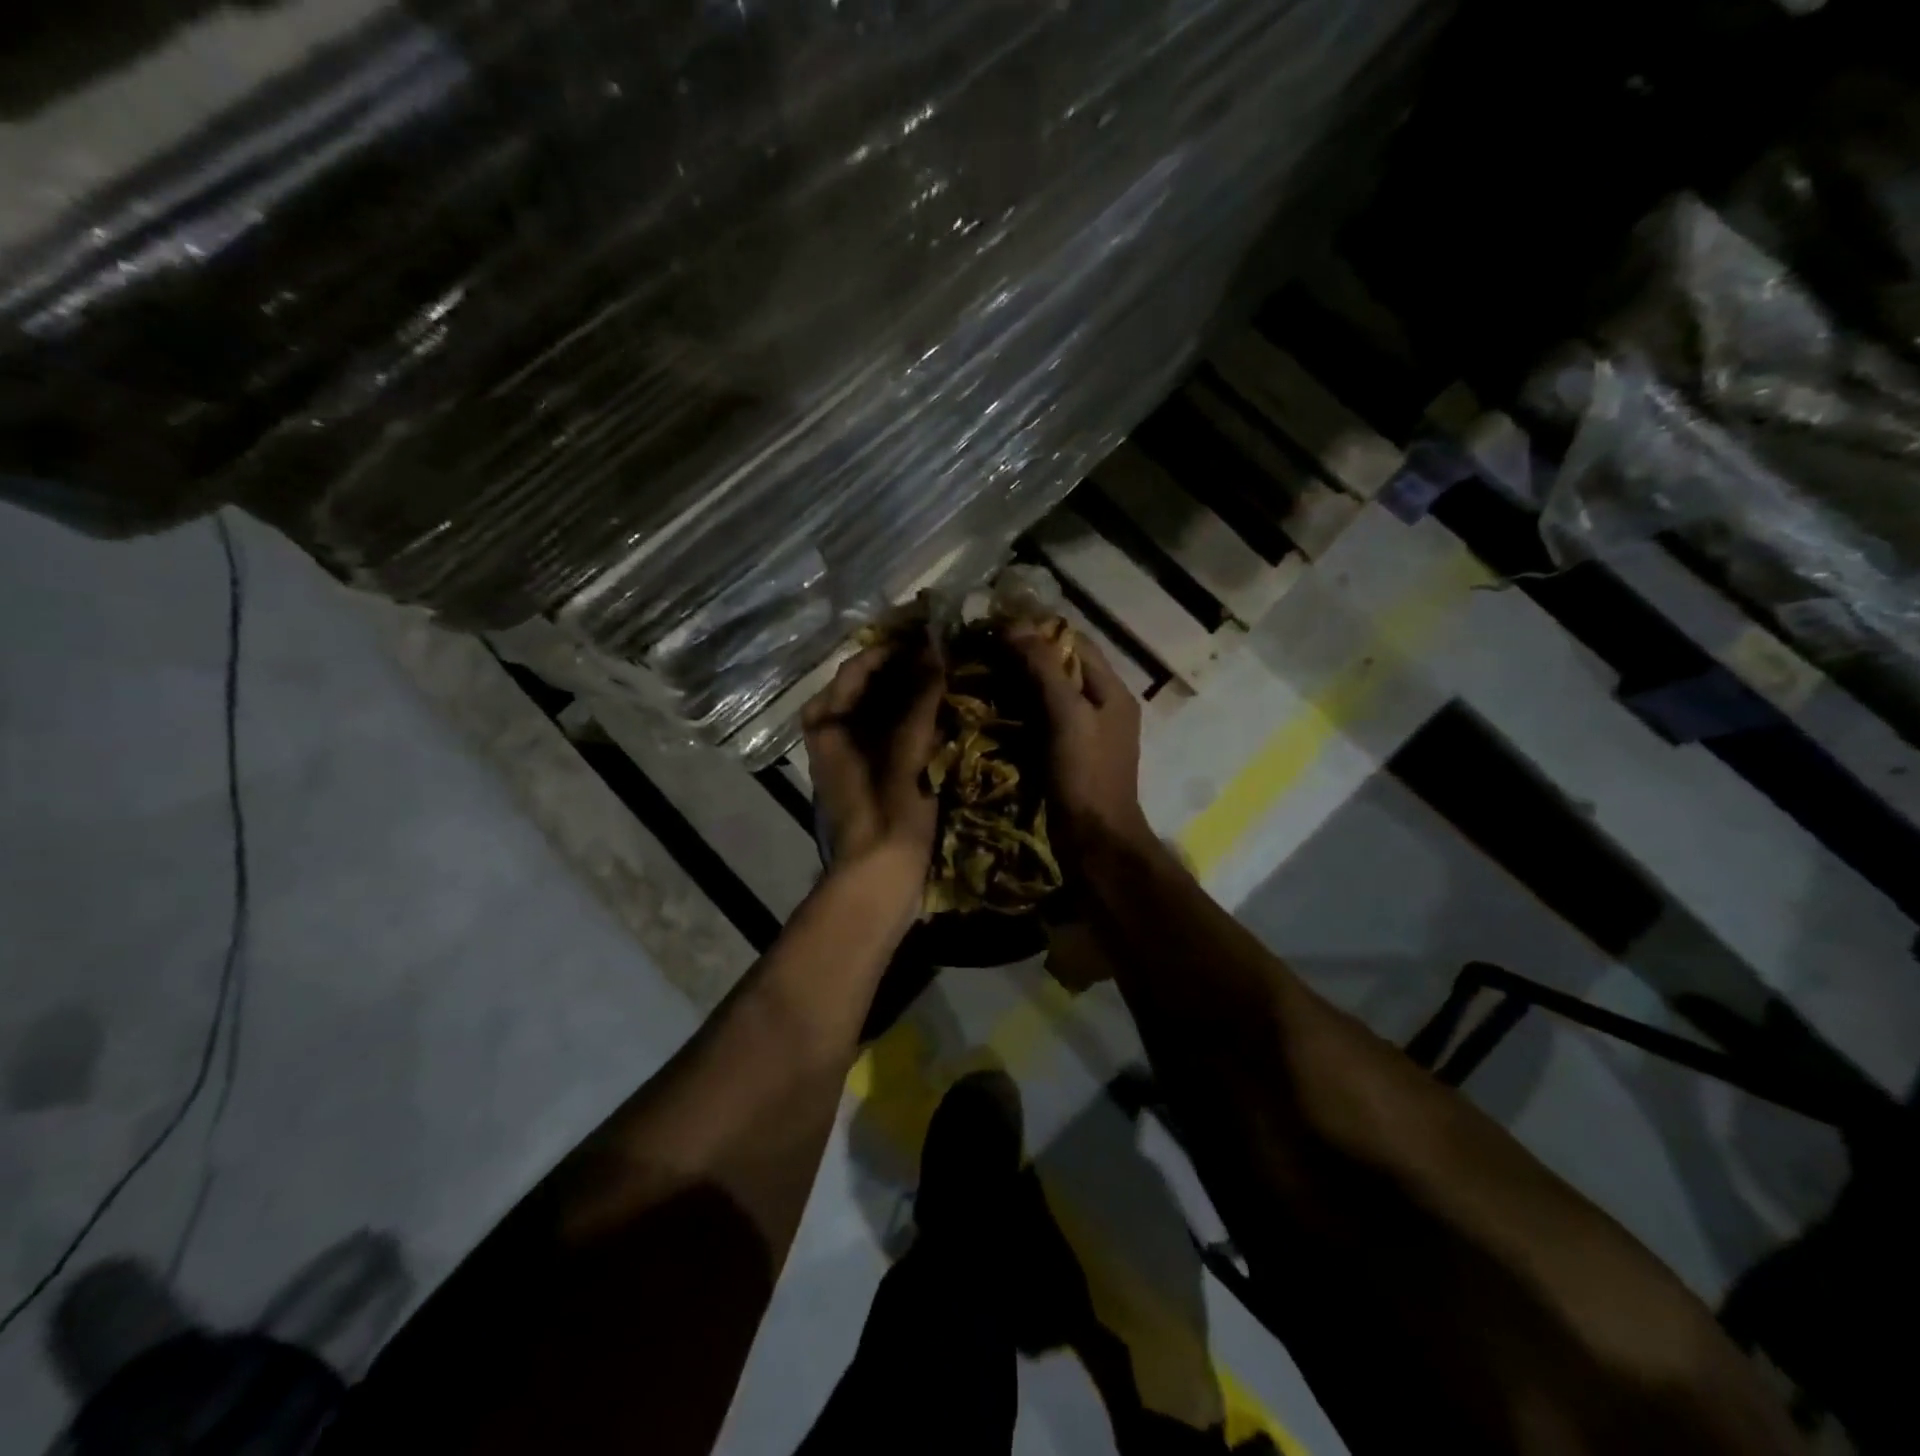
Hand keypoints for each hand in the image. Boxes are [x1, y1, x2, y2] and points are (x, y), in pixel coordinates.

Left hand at [803, 639, 944, 893]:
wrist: (878, 878)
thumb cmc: (888, 812)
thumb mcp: (906, 752)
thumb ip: (920, 700)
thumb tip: (935, 649)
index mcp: (828, 721)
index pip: (859, 665)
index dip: (895, 647)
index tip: (932, 634)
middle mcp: (832, 731)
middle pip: (869, 685)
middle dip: (906, 668)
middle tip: (947, 653)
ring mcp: (849, 753)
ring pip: (880, 708)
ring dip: (911, 692)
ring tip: (950, 676)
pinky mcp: (869, 772)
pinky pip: (890, 731)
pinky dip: (912, 717)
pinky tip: (943, 713)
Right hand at [1004, 623, 1153, 867]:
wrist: (1095, 842)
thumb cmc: (1086, 776)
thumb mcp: (1067, 716)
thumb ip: (1044, 669)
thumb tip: (1016, 625)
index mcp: (1112, 691)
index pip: (1075, 642)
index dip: (1039, 629)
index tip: (998, 625)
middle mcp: (1103, 706)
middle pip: (1062, 667)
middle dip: (1025, 657)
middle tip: (982, 651)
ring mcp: (1087, 733)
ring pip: (1050, 694)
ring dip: (1019, 684)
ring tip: (981, 675)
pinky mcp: (1069, 756)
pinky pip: (1043, 722)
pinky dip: (1020, 712)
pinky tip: (992, 711)